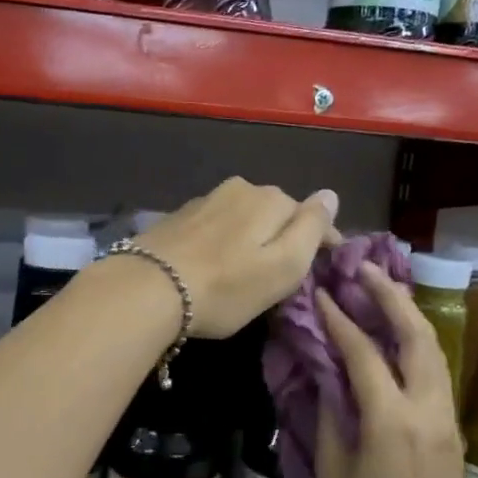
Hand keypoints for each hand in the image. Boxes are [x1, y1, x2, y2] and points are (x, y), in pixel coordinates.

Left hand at [133, 178, 338, 338]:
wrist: (148, 288)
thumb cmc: (226, 285)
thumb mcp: (283, 266)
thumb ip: (312, 228)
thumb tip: (330, 194)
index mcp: (271, 199)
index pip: (311, 215)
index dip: (323, 242)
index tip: (326, 266)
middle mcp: (240, 189)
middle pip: (276, 212)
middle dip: (284, 236)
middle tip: (283, 273)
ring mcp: (206, 200)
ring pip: (244, 217)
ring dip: (252, 237)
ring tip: (248, 269)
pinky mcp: (179, 217)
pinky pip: (217, 225)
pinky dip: (224, 240)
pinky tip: (216, 261)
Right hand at [314, 263, 477, 477]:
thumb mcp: (334, 476)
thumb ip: (332, 417)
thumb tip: (328, 376)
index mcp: (392, 421)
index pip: (364, 351)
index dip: (340, 318)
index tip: (322, 292)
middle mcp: (428, 411)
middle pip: (417, 336)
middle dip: (392, 297)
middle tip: (365, 270)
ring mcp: (448, 422)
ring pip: (435, 353)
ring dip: (410, 318)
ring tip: (383, 293)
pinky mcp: (454, 436)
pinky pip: (437, 376)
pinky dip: (418, 348)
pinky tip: (398, 341)